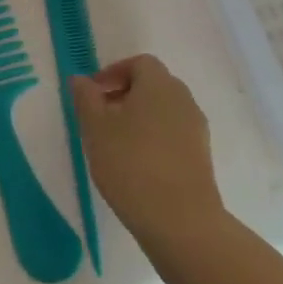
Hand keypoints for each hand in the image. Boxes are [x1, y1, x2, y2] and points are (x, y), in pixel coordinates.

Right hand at [70, 54, 222, 255]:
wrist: (180, 220)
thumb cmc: (130, 163)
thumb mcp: (95, 128)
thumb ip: (86, 98)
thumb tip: (81, 79)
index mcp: (159, 84)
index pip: (139, 63)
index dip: (113, 72)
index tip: (93, 94)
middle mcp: (183, 99)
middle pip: (153, 85)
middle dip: (124, 95)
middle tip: (99, 117)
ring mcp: (196, 128)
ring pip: (163, 110)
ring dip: (138, 118)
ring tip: (114, 143)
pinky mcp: (201, 156)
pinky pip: (173, 134)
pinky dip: (153, 138)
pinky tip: (136, 164)